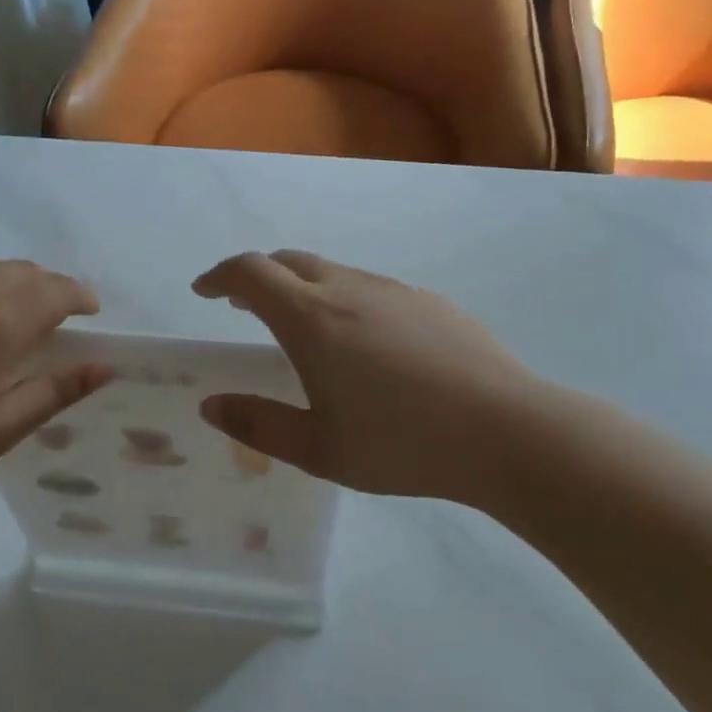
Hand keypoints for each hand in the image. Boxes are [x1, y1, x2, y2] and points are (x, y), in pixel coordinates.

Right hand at [191, 251, 547, 504]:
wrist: (506, 430)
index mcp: (311, 318)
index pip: (250, 272)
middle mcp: (348, 288)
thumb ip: (258, 425)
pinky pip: (369, 287)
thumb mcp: (319, 449)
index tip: (204, 290)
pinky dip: (342, 299)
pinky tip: (363, 343)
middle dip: (257, 276)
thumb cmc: (402, 444)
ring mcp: (393, 290)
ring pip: (331, 271)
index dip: (220, 275)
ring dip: (301, 287)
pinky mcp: (428, 301)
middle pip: (288, 261)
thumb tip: (212, 405)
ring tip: (300, 326)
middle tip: (242, 304)